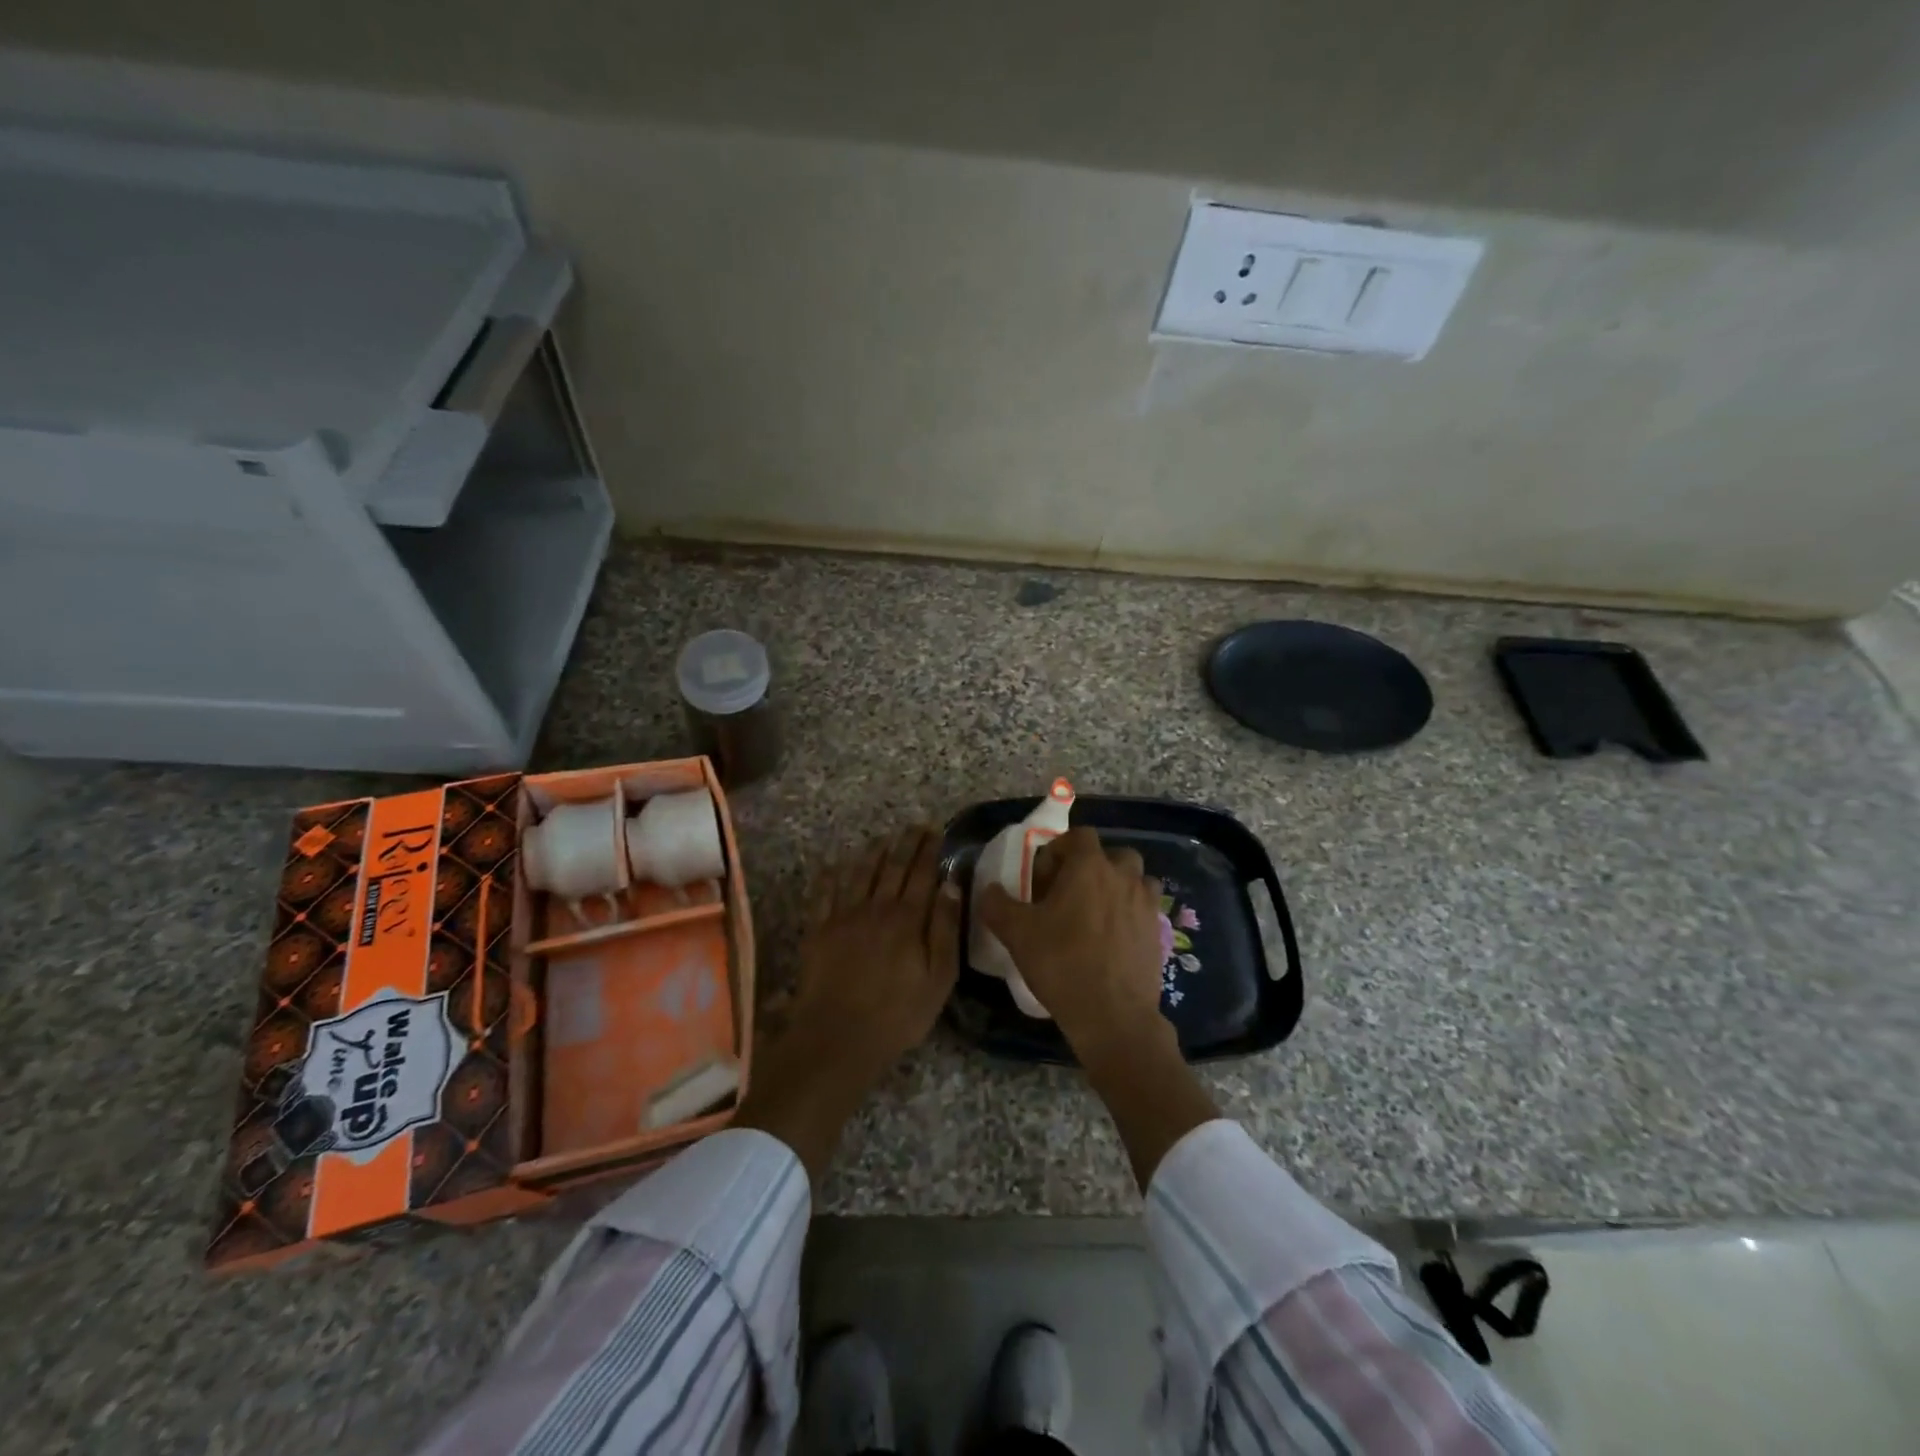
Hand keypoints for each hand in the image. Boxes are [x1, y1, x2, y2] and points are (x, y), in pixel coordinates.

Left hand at [735, 826, 960, 1181]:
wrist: (837, 1037)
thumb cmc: (897, 1014)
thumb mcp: (938, 978)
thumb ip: (944, 929)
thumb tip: (951, 886)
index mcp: (907, 919)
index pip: (922, 874)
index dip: (929, 850)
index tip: (935, 830)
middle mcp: (875, 908)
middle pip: (892, 867)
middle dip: (906, 843)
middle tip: (915, 825)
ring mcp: (843, 917)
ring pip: (860, 873)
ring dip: (873, 852)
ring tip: (883, 838)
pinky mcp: (818, 930)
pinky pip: (824, 893)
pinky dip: (831, 874)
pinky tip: (835, 863)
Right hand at [978, 826, 1216, 1189]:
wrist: (1113, 1016)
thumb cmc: (1062, 964)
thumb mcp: (1016, 933)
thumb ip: (996, 904)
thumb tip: (989, 890)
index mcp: (1090, 866)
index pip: (1079, 836)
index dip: (1058, 852)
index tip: (1043, 882)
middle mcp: (1124, 876)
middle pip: (1111, 855)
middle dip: (1091, 868)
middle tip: (1070, 896)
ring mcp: (1146, 904)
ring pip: (1134, 880)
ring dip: (1115, 888)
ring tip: (1094, 916)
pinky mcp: (1158, 931)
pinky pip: (1144, 909)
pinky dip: (1130, 914)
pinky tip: (1111, 940)